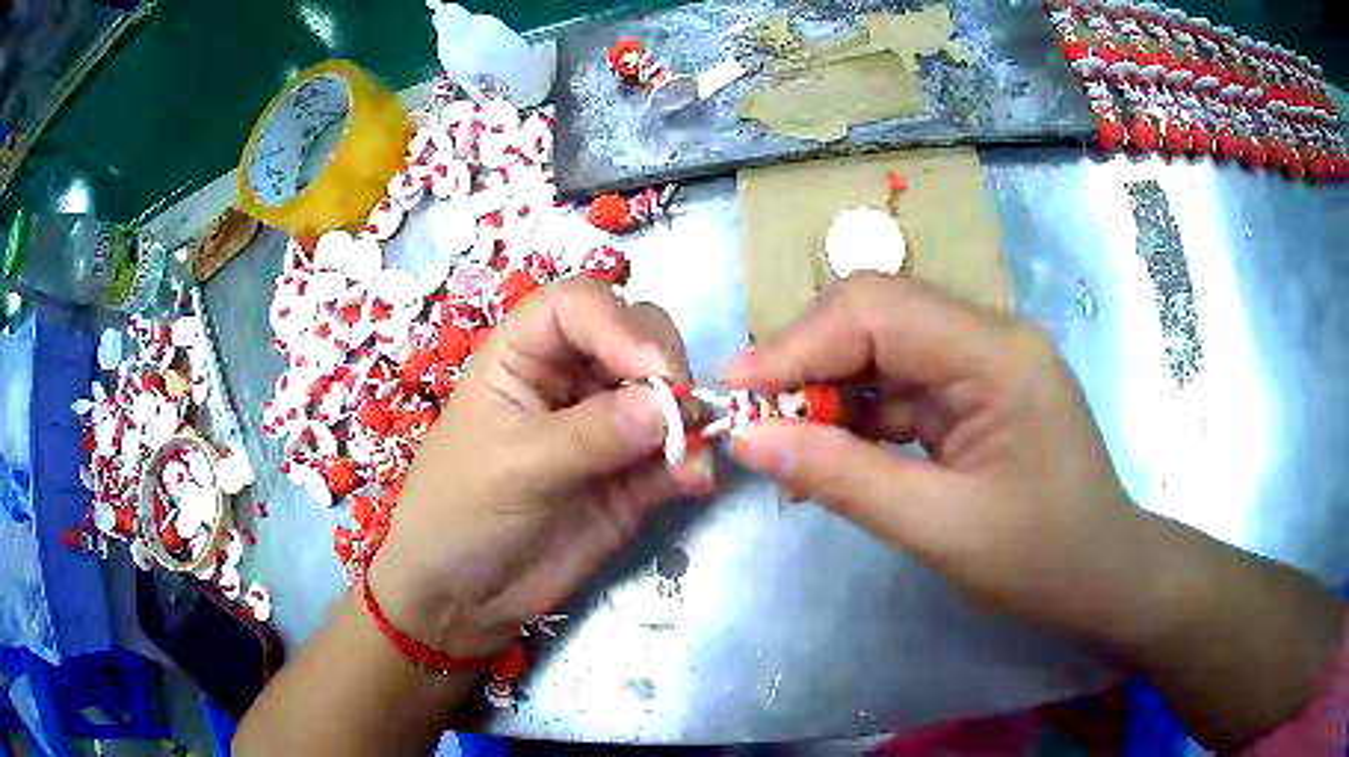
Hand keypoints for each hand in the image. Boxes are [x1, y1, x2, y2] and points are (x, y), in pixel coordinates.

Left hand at [372, 280, 712, 657]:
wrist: (463, 595)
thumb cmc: (461, 511)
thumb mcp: (515, 465)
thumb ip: (591, 434)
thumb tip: (669, 405)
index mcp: (525, 354)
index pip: (580, 306)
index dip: (621, 325)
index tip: (656, 370)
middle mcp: (570, 378)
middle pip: (637, 337)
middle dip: (665, 367)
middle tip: (682, 412)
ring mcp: (606, 427)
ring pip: (666, 396)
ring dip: (690, 419)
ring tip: (693, 459)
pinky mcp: (631, 476)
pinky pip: (674, 455)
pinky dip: (692, 463)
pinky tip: (695, 482)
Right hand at [727, 273, 1344, 748]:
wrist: (1105, 579)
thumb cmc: (1043, 560)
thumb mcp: (942, 529)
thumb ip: (845, 478)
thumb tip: (750, 439)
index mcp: (998, 353)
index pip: (880, 309)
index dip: (799, 342)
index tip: (736, 391)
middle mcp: (990, 337)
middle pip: (876, 316)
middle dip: (807, 362)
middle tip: (753, 418)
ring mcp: (982, 363)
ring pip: (881, 351)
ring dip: (826, 392)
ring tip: (781, 442)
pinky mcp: (973, 394)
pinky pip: (898, 388)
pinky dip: (854, 417)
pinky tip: (825, 452)